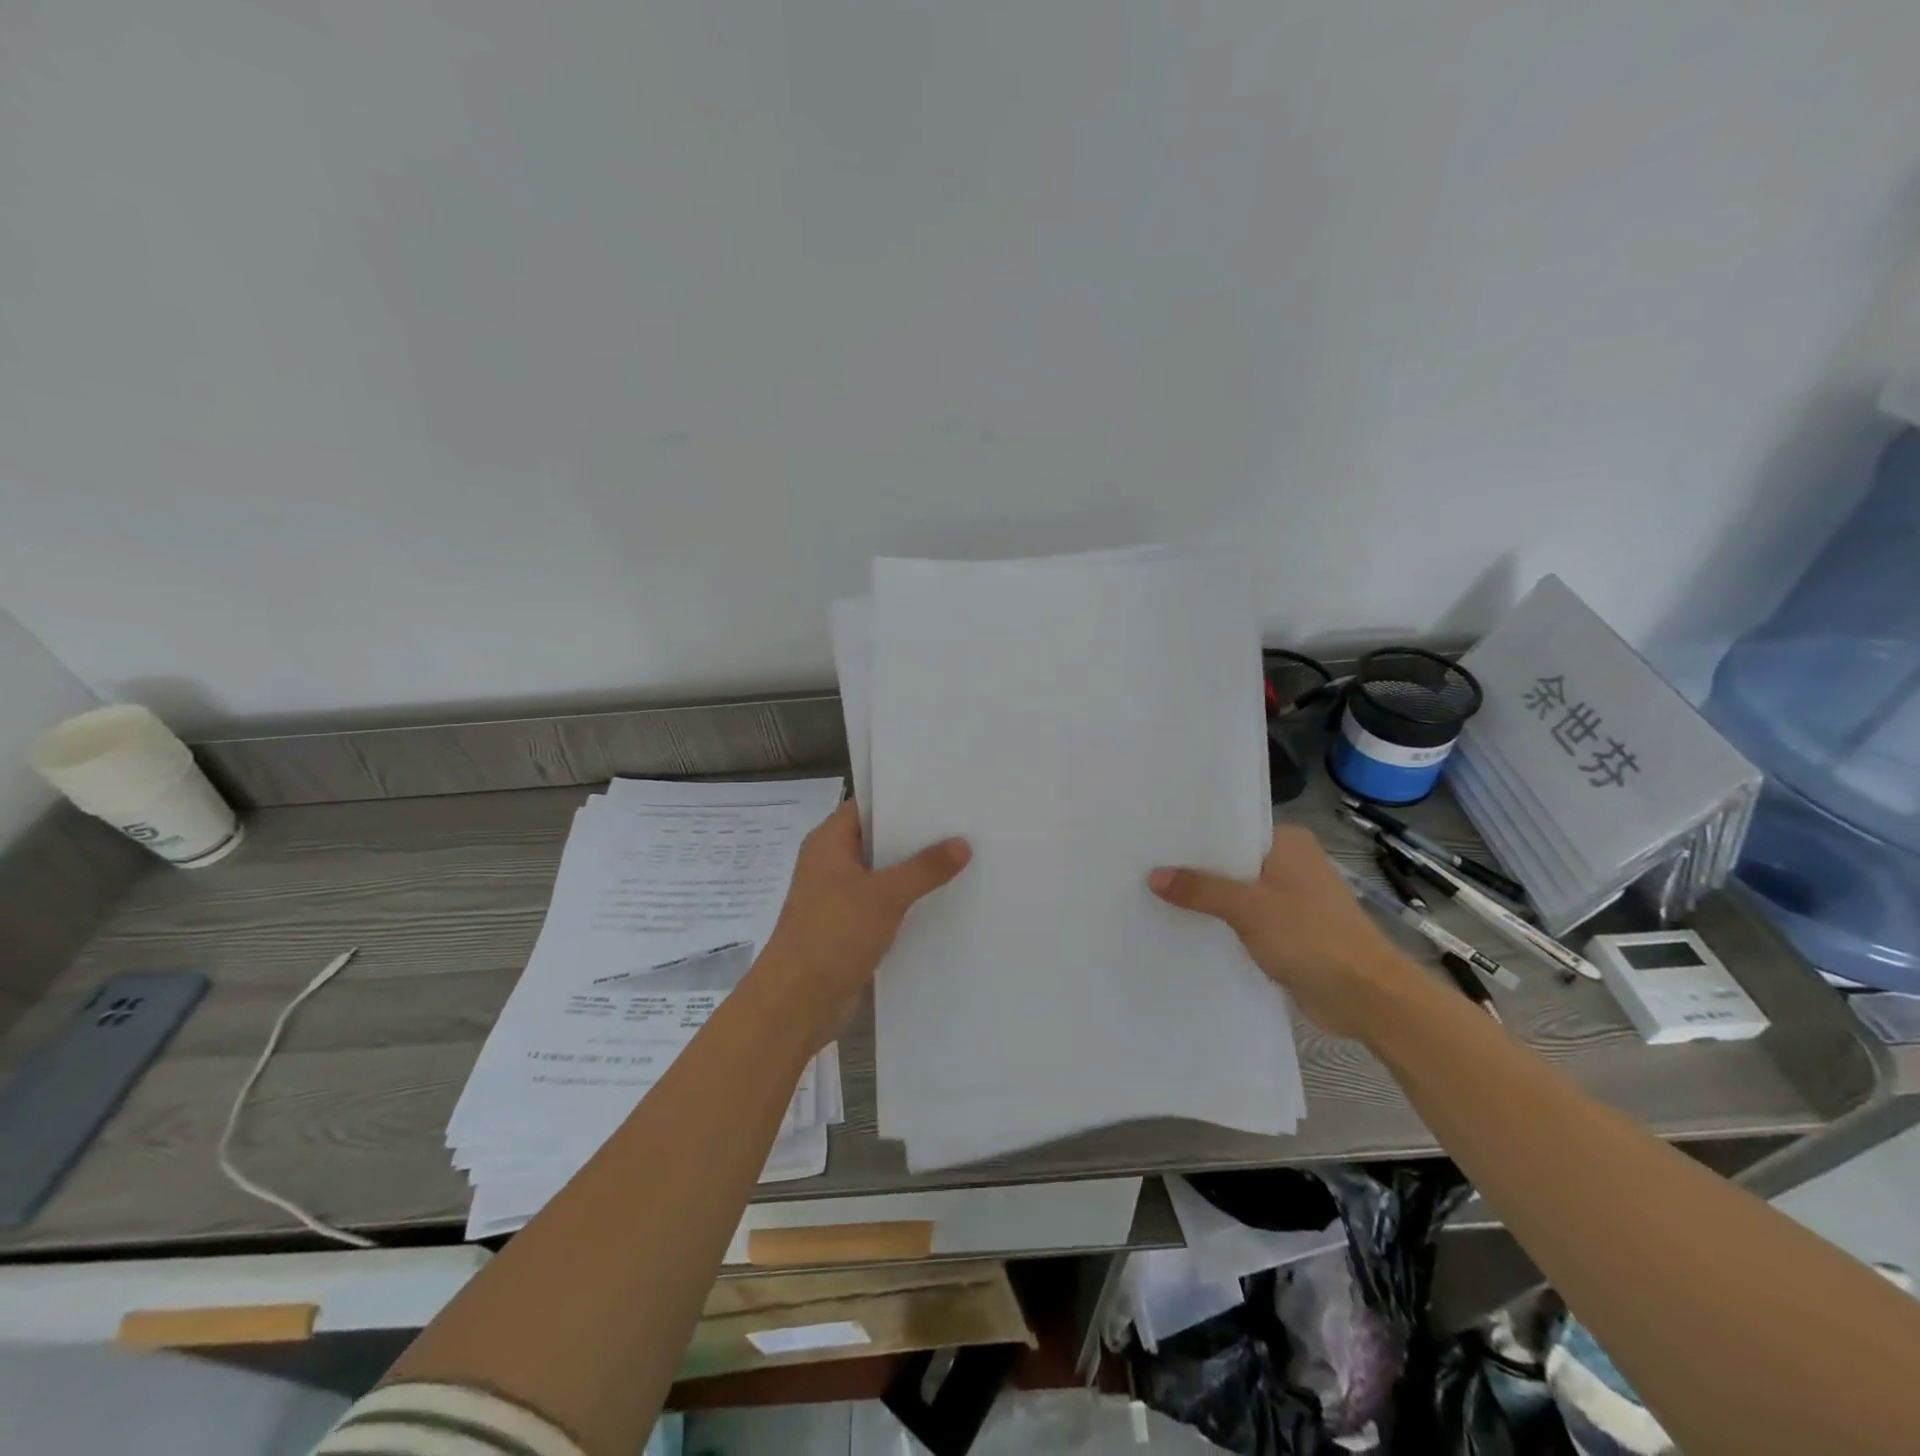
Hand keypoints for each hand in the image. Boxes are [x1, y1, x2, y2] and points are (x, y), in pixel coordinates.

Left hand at [757, 802, 970, 1046]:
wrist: (797, 1002)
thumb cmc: (833, 934)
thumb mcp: (884, 895)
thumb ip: (925, 868)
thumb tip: (963, 843)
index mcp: (829, 842)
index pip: (867, 805)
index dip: (902, 797)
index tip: (942, 792)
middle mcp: (832, 863)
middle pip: (879, 839)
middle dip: (917, 835)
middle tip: (964, 823)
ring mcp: (840, 897)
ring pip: (884, 874)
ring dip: (916, 871)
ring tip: (965, 858)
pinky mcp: (850, 927)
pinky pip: (884, 904)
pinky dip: (908, 902)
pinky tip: (945, 900)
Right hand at [1149, 824, 1411, 1038]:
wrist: (1366, 997)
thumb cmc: (1312, 937)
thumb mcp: (1249, 907)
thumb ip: (1201, 889)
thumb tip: (1153, 876)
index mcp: (1288, 842)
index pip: (1231, 827)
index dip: (1194, 833)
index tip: (1154, 836)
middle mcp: (1289, 864)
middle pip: (1230, 860)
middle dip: (1194, 868)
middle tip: (1143, 864)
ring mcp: (1289, 898)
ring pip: (1235, 891)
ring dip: (1206, 898)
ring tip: (1153, 894)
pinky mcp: (1286, 931)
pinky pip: (1243, 919)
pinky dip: (1221, 922)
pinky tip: (1185, 925)